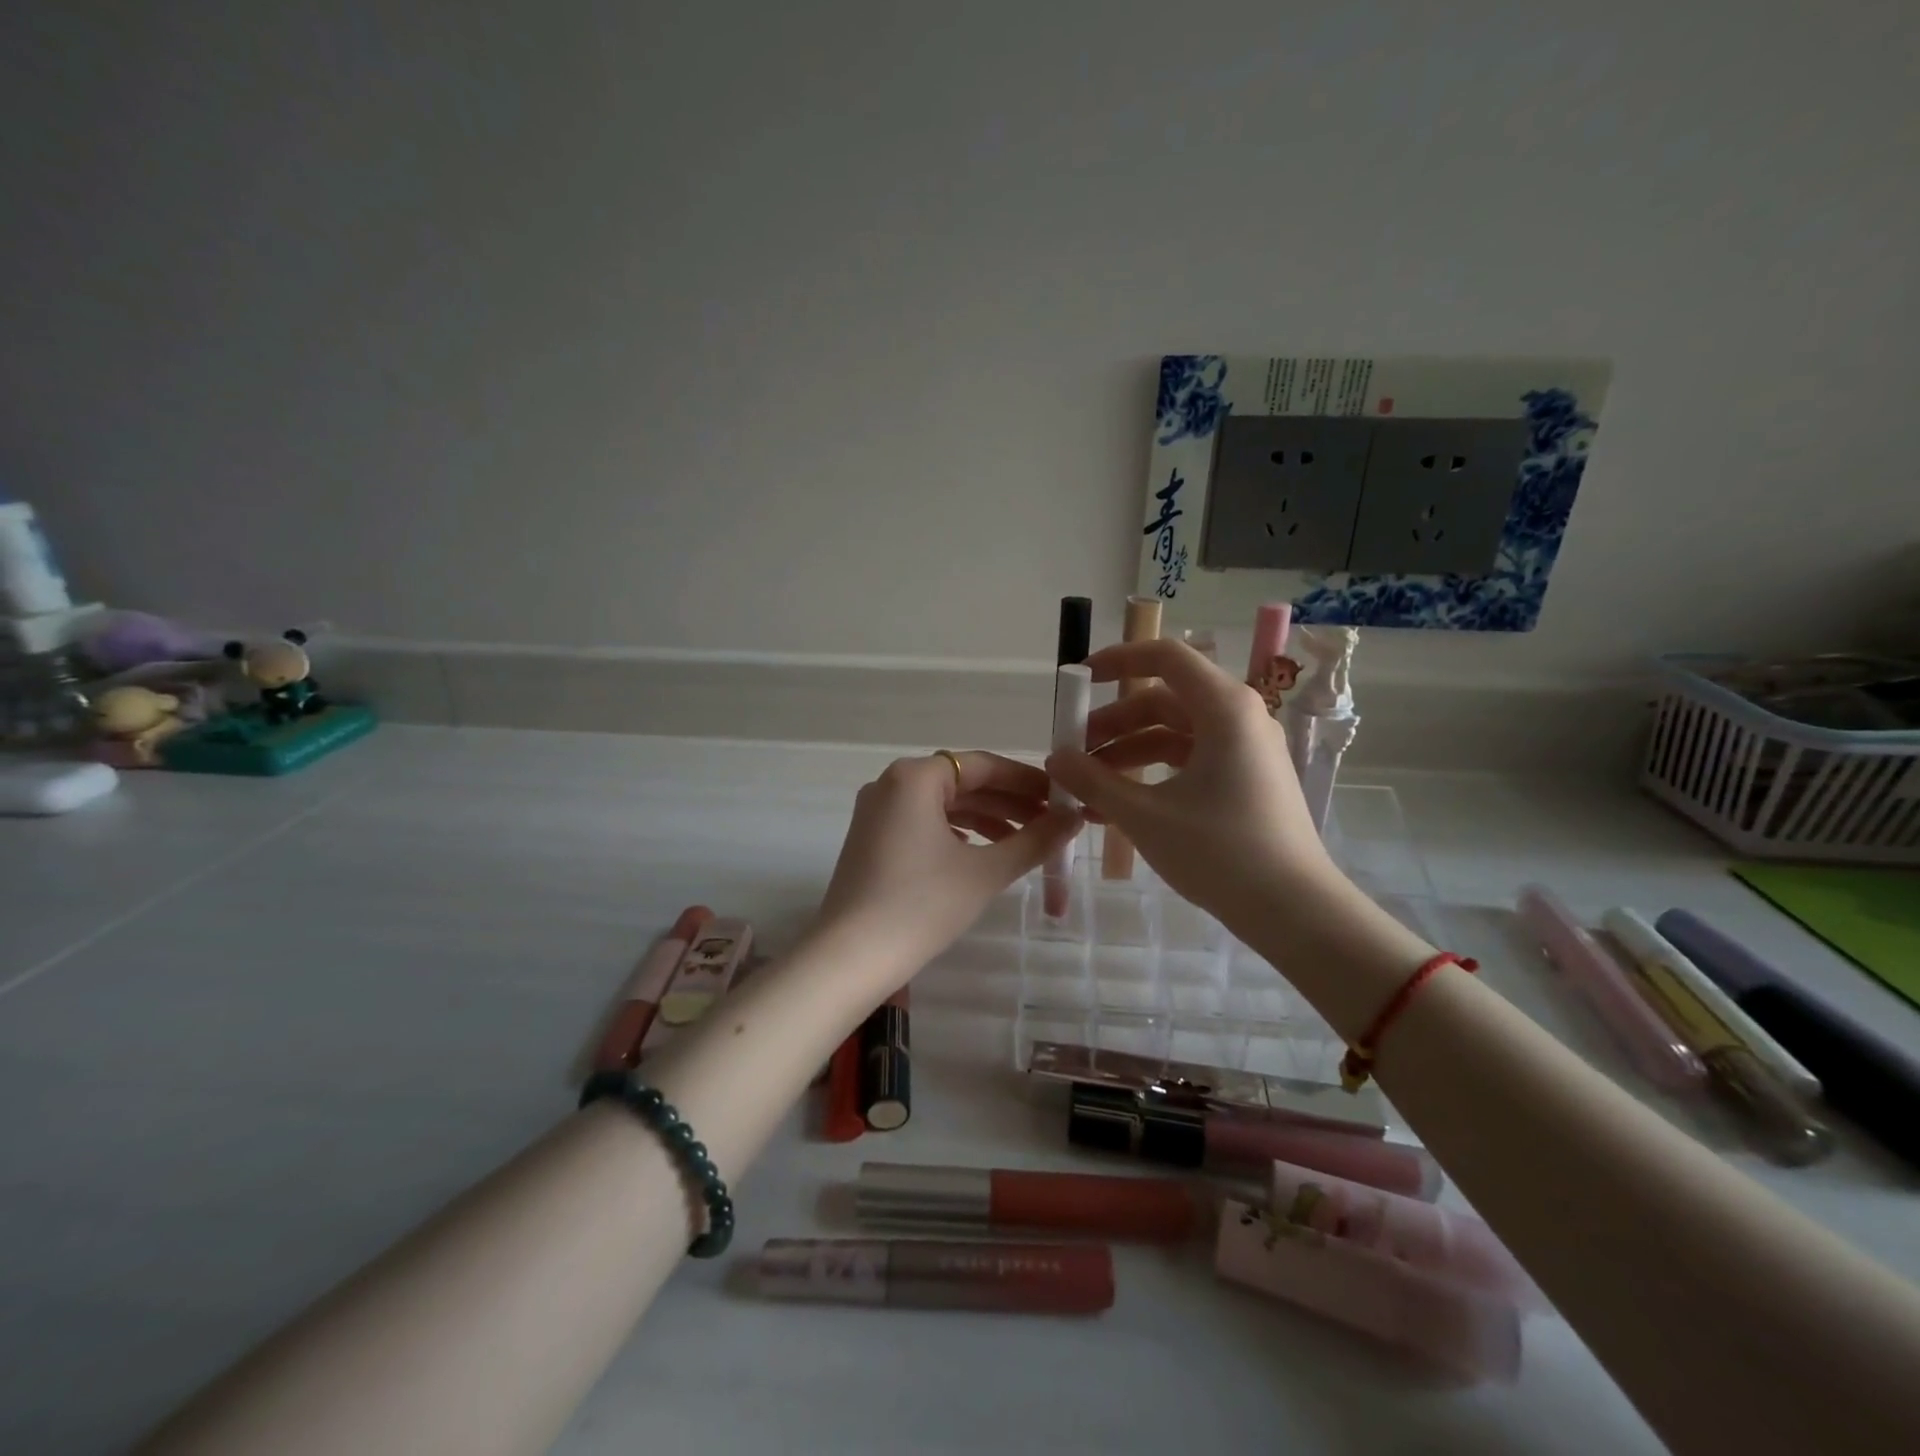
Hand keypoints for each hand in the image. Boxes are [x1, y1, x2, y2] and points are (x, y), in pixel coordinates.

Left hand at [813, 750, 1079, 990]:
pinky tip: (981, 853)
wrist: (850, 957)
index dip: (1026, 782)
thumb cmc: (921, 905)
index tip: (1060, 798)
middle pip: (961, 783)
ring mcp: (876, 812)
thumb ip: (1034, 841)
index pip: (982, 766)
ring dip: (984, 819)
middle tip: (1050, 823)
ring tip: (1024, 842)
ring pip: (942, 804)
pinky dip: (956, 833)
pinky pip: (922, 823)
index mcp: (915, 777)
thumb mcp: (985, 872)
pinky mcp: (870, 839)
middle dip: (1007, 803)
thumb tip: (1074, 818)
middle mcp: (891, 783)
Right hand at [1046, 638, 1334, 926]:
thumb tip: (1055, 758)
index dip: (1116, 660)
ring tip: (1085, 788)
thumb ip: (1093, 781)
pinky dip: (1152, 775)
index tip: (1077, 681)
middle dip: (1112, 724)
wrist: (1294, 910)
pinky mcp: (1246, 780)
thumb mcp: (1145, 816)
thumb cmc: (1220, 851)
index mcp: (1224, 708)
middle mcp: (1239, 718)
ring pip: (1173, 734)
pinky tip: (1115, 808)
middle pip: (1163, 700)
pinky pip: (1189, 762)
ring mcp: (1245, 750)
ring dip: (1127, 754)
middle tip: (1072, 753)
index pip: (1165, 657)